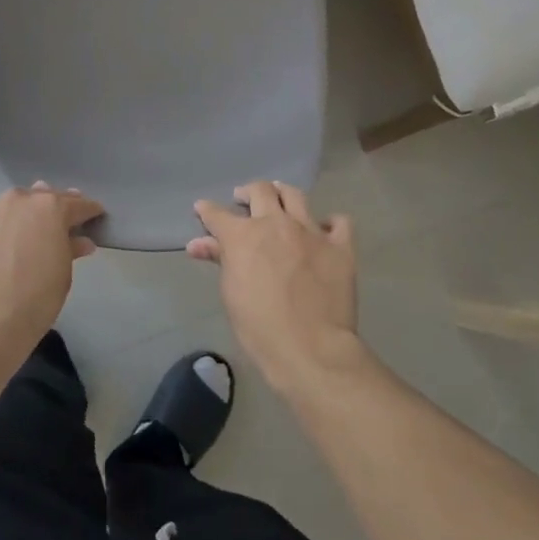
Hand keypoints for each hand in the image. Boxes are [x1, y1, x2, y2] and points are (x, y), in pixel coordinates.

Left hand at [0, 183, 102, 352]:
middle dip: (52, 208)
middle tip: (60, 223)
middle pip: (40, 197)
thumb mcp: (63, 276)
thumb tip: (78, 241)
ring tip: (24, 238)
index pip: (76, 203)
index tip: (95, 216)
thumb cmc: (34, 301)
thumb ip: (70, 249)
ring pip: (9, 210)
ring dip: (20, 219)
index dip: (88, 210)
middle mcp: (16, 202)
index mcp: (49, 208)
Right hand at [189, 180, 365, 396]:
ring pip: (295, 195)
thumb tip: (197, 244)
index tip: (203, 209)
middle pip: (260, 191)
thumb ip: (219, 260)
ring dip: (283, 194)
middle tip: (244, 200)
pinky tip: (325, 231)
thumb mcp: (231, 293)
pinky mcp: (341, 246)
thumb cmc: (259, 327)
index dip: (206, 210)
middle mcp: (277, 223)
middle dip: (247, 192)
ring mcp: (311, 231)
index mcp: (243, 235)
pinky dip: (330, 223)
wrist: (310, 348)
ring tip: (280, 200)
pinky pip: (339, 222)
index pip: (217, 214)